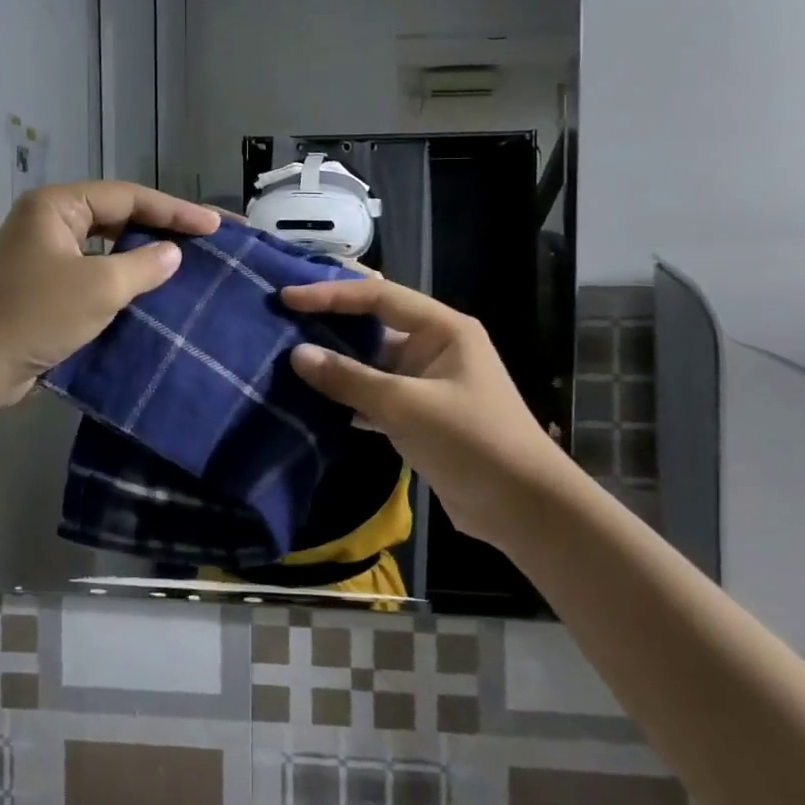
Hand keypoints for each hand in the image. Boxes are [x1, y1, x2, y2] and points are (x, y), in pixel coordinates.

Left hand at [0, 182, 219, 405]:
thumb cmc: (34, 314)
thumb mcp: (98, 287)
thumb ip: (143, 265)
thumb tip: (173, 253)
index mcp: (58, 206)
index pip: (129, 197)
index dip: (176, 211)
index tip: (216, 226)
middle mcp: (51, 222)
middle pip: (118, 217)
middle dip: (163, 228)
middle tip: (210, 238)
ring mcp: (46, 256)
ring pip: (108, 248)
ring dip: (145, 255)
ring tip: (190, 262)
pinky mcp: (46, 288)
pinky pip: (95, 275)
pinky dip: (124, 281)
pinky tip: (153, 293)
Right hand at [281, 276, 568, 540]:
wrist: (523, 509)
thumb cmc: (472, 442)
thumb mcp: (406, 406)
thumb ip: (349, 379)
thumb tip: (296, 355)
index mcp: (442, 329)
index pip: (377, 297)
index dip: (330, 294)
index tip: (286, 297)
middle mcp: (433, 347)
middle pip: (373, 324)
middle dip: (329, 321)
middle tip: (281, 318)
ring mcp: (426, 382)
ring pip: (370, 362)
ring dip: (334, 361)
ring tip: (285, 355)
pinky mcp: (418, 415)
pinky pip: (373, 394)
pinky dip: (346, 396)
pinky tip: (311, 399)